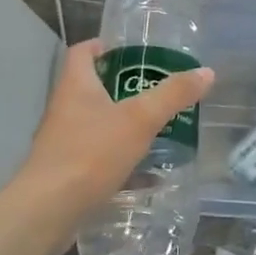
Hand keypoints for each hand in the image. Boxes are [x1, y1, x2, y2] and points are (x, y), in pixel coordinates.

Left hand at [20, 40, 214, 216]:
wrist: (49, 209)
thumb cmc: (91, 153)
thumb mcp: (139, 120)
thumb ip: (172, 95)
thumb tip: (206, 72)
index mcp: (76, 86)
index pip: (81, 52)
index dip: (102, 45)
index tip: (127, 50)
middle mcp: (65, 109)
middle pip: (91, 88)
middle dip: (122, 87)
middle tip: (155, 89)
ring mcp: (63, 142)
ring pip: (96, 124)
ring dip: (122, 123)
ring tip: (156, 127)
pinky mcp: (67, 171)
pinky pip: (98, 157)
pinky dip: (121, 160)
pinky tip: (147, 174)